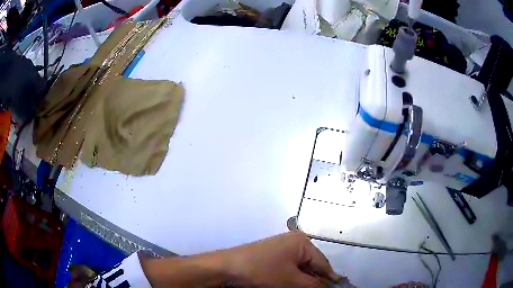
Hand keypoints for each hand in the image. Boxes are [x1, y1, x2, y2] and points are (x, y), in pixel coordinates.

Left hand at [223, 232, 342, 286]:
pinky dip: (292, 278)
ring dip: (303, 281)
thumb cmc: (262, 271)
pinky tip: (291, 287)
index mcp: (302, 242)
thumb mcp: (291, 280)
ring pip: (300, 269)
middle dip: (315, 281)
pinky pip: (288, 268)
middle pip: (312, 265)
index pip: (323, 263)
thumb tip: (328, 287)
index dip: (330, 279)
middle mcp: (293, 242)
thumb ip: (313, 285)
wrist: (226, 267)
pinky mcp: (271, 256)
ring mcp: (281, 249)